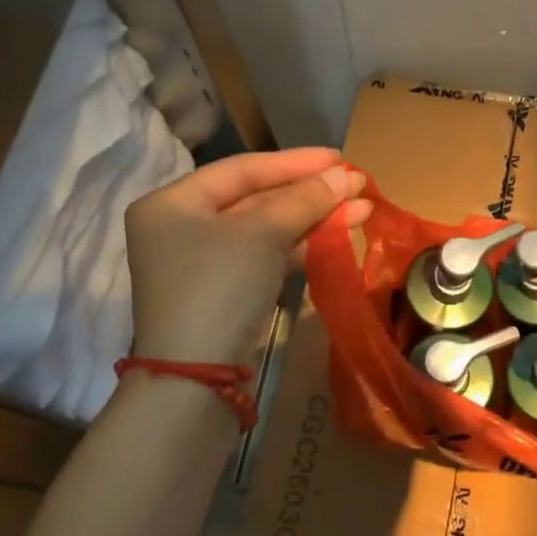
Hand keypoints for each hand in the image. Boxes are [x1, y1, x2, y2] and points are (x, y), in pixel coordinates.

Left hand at [125, 147, 369, 366]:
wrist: (197, 378)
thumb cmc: (218, 287)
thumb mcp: (262, 234)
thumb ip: (304, 199)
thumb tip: (347, 175)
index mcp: (173, 203)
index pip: (243, 169)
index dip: (295, 162)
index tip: (339, 157)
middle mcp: (184, 227)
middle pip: (257, 198)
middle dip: (311, 192)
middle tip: (358, 183)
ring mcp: (206, 262)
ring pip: (268, 228)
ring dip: (315, 218)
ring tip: (363, 209)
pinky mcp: (227, 290)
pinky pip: (268, 255)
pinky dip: (302, 245)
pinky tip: (340, 234)